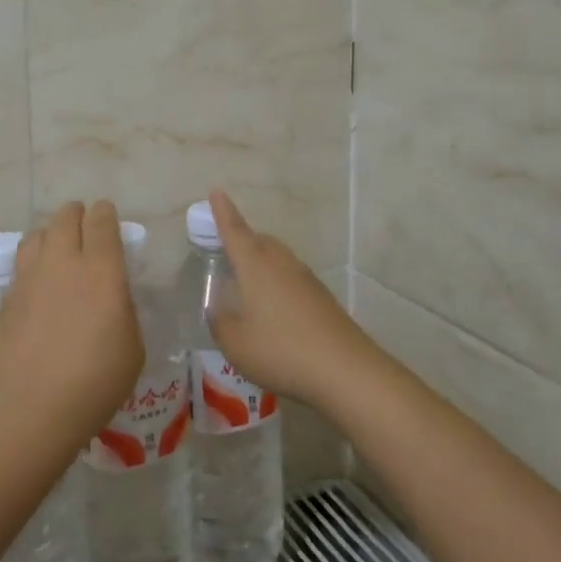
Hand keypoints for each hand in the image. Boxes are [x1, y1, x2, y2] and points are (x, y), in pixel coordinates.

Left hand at [0, 200, 143, 446]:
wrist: (30, 408)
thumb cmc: (95, 381)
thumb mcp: (132, 347)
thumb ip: (123, 309)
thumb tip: (111, 294)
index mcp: (101, 269)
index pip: (101, 221)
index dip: (105, 213)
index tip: (107, 215)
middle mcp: (62, 262)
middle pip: (65, 218)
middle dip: (76, 215)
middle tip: (83, 224)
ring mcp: (29, 277)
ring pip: (37, 235)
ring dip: (50, 234)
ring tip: (56, 248)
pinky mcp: (6, 298)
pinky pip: (21, 267)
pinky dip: (32, 266)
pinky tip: (37, 287)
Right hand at [206, 188, 374, 410]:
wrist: (346, 371)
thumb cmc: (281, 351)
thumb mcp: (235, 343)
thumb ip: (220, 323)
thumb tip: (219, 311)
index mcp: (255, 266)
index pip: (234, 231)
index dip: (222, 211)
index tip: (215, 190)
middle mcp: (281, 263)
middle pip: (259, 241)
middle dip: (243, 241)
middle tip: (228, 255)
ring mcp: (306, 279)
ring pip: (278, 259)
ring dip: (262, 265)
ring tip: (249, 288)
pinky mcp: (323, 298)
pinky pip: (292, 279)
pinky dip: (279, 285)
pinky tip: (275, 313)